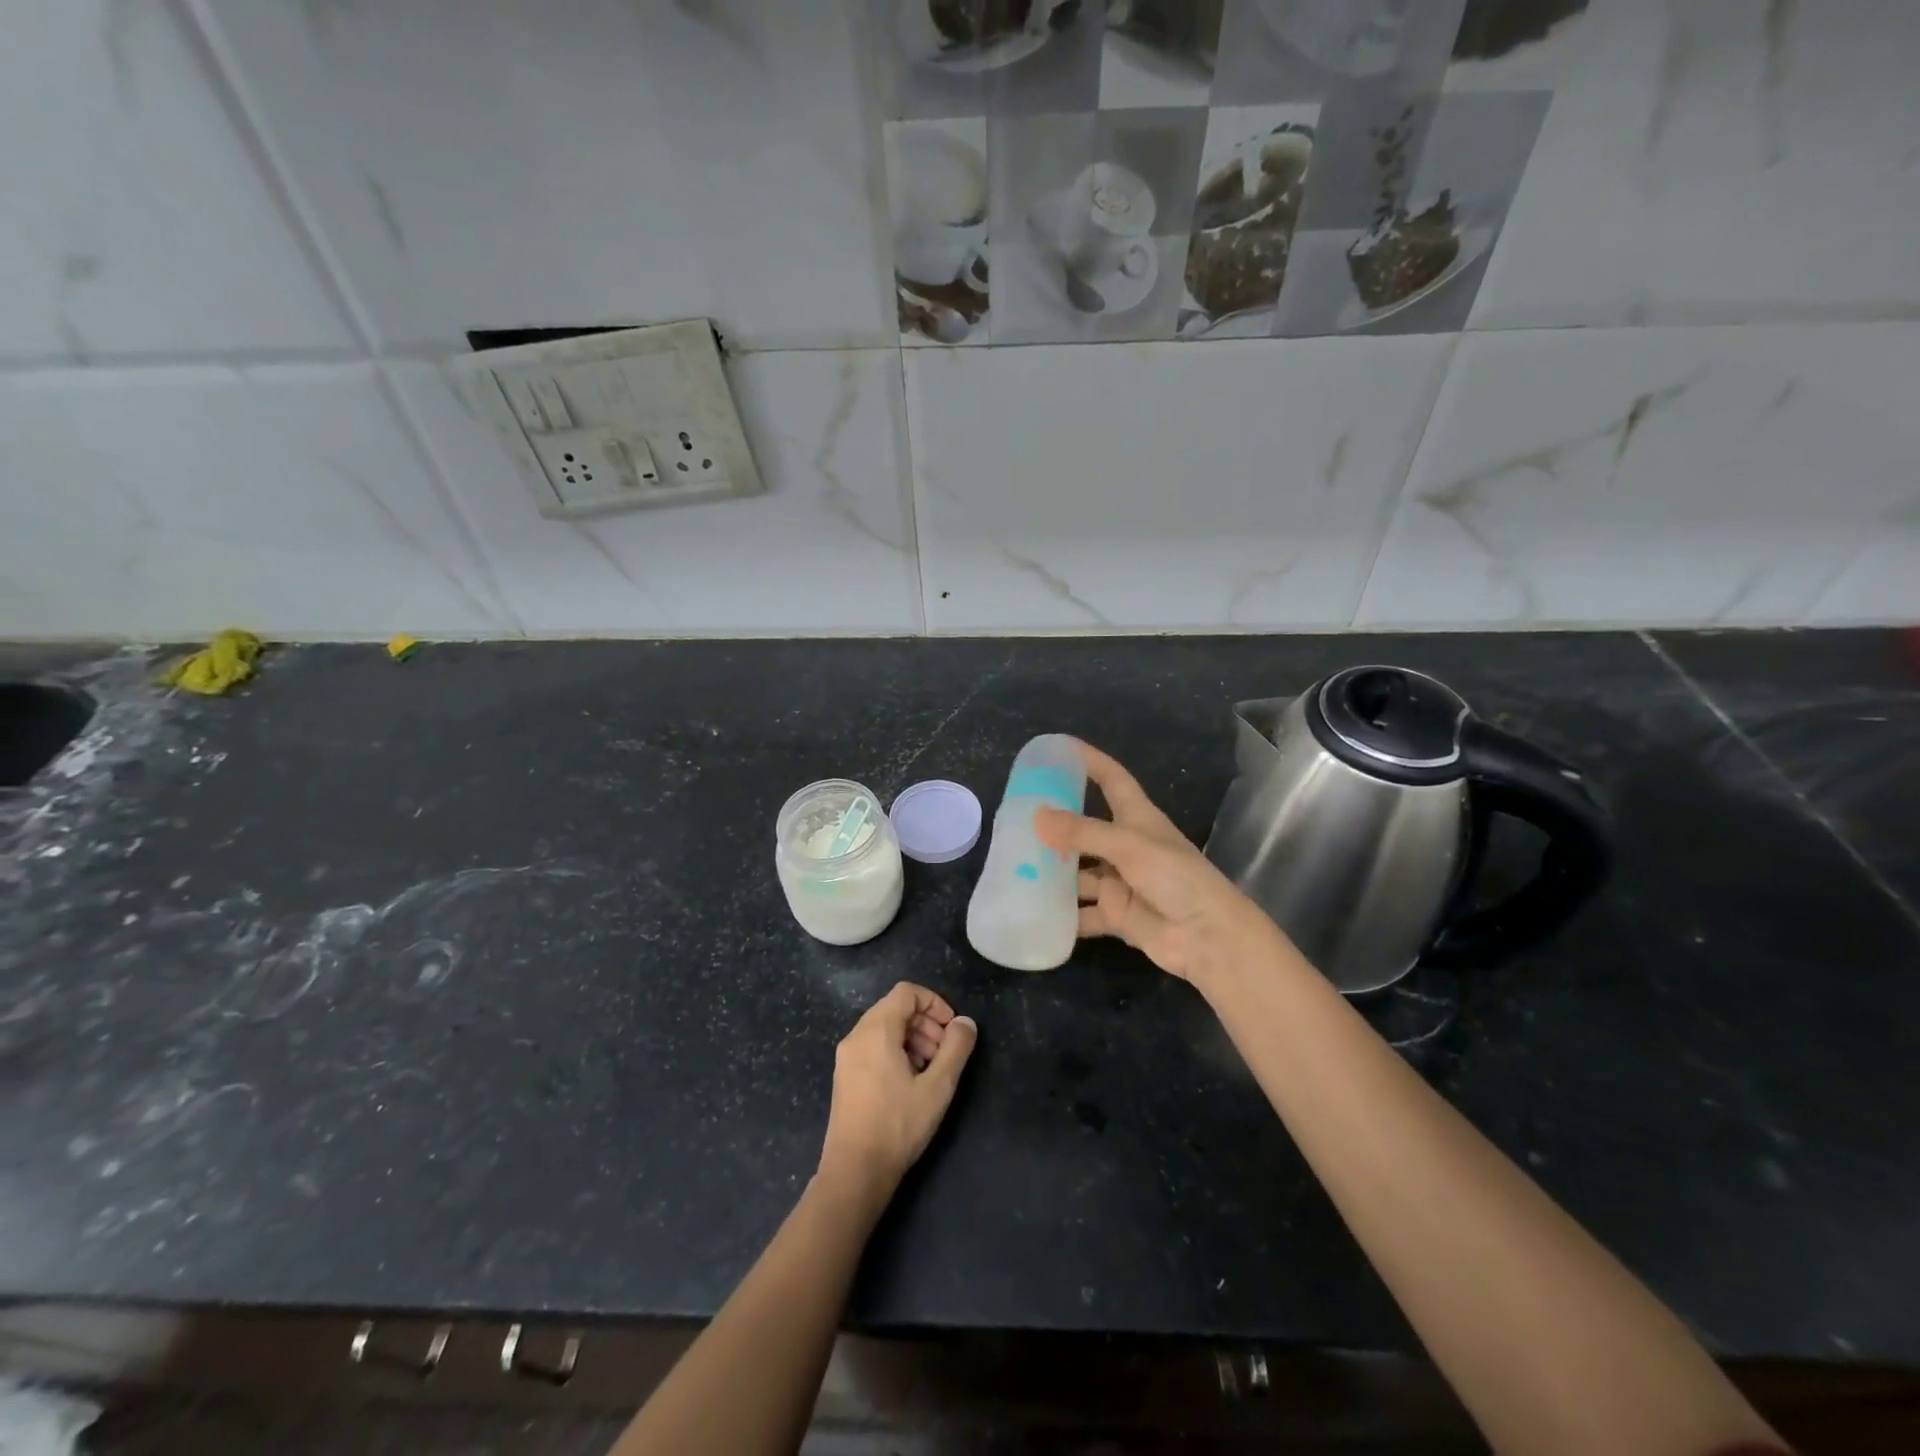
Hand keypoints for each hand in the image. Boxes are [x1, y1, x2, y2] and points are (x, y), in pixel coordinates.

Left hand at [818, 983, 976, 1204]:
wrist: (854, 1172)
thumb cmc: (898, 1125)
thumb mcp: (937, 1087)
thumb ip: (956, 1048)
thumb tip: (965, 1023)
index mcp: (876, 1030)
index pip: (907, 992)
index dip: (934, 1003)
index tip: (952, 1030)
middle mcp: (856, 1035)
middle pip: (895, 1008)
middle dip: (926, 1023)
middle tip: (944, 1053)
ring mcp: (846, 1056)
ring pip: (884, 1028)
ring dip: (913, 1038)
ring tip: (930, 1070)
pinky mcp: (844, 1076)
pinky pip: (873, 1046)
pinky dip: (895, 1051)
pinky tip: (910, 1083)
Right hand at [1035, 740, 1290, 991]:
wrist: (1207, 936)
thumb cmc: (1175, 877)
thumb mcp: (1128, 845)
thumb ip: (1082, 832)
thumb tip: (1037, 817)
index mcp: (1137, 819)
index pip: (1112, 780)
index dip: (1090, 762)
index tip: (1060, 749)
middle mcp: (1127, 847)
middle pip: (1086, 829)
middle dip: (1057, 825)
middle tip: (1017, 818)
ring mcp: (1120, 882)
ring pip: (1079, 873)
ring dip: (1053, 872)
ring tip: (1014, 866)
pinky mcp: (1116, 915)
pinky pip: (1082, 913)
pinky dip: (1062, 914)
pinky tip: (1032, 910)